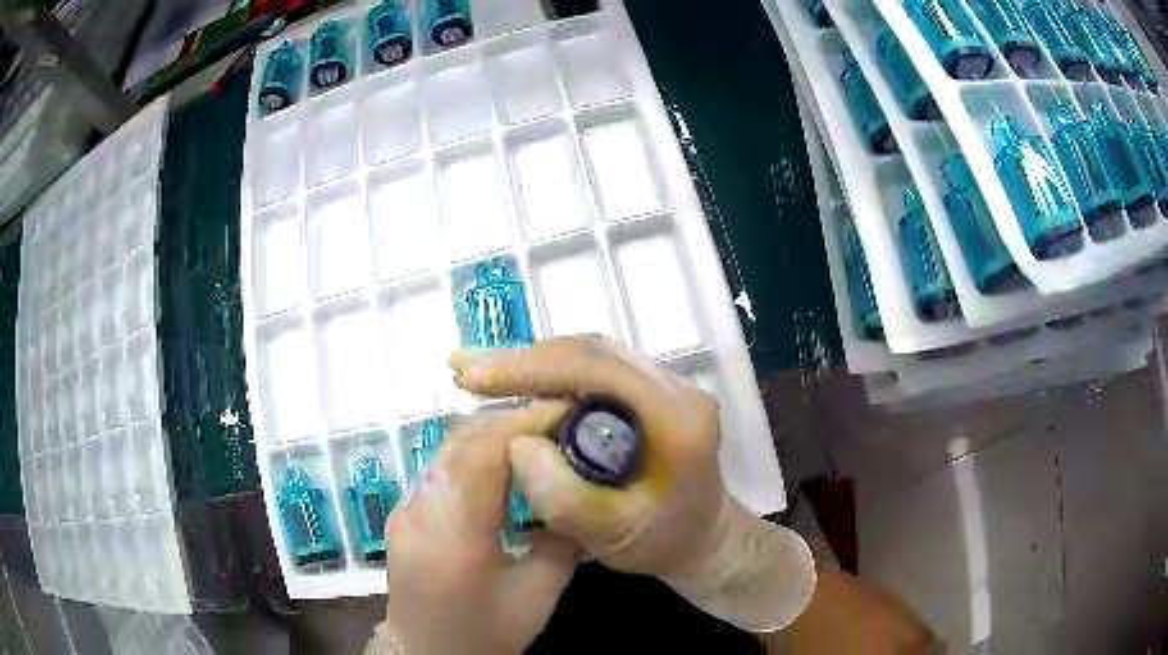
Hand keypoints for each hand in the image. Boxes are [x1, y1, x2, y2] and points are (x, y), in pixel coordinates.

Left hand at [379, 403, 577, 653]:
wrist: (426, 652)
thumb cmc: (485, 632)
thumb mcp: (538, 596)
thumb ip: (562, 542)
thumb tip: (577, 493)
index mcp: (453, 534)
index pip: (484, 454)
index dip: (524, 424)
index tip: (564, 411)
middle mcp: (420, 510)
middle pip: (462, 442)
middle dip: (510, 420)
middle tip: (557, 416)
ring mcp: (405, 507)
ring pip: (448, 449)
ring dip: (491, 433)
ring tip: (535, 432)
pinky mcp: (403, 510)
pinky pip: (440, 466)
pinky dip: (473, 451)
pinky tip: (501, 459)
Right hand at [451, 335, 815, 631]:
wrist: (704, 540)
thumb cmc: (665, 543)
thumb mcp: (613, 536)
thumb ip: (566, 498)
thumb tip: (517, 445)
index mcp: (677, 418)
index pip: (598, 370)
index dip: (532, 369)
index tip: (476, 378)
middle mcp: (675, 389)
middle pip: (592, 353)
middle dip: (524, 361)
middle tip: (466, 371)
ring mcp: (665, 386)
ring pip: (590, 356)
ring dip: (533, 364)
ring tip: (481, 374)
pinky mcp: (649, 393)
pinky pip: (593, 371)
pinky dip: (550, 376)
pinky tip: (516, 385)